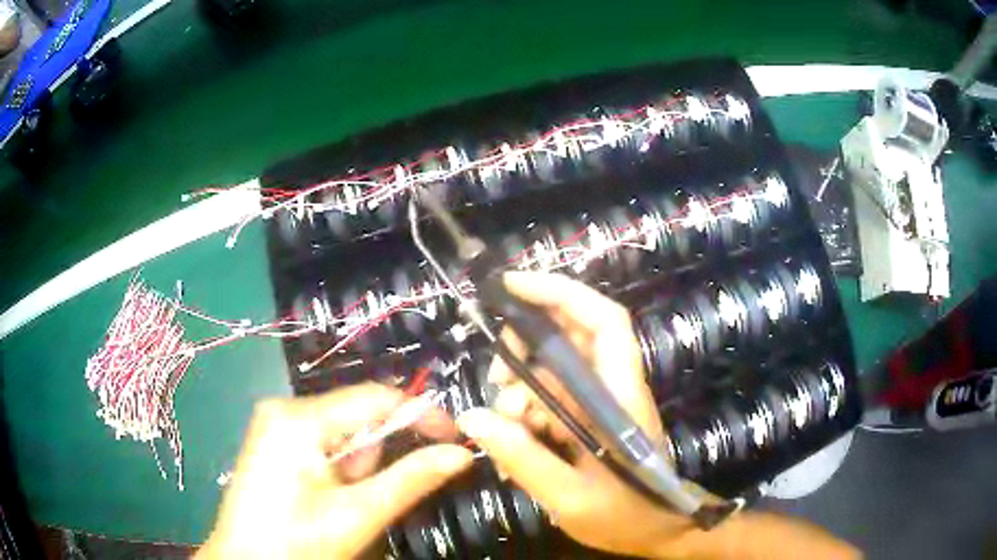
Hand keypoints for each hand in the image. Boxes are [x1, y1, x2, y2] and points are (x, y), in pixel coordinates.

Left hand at [198, 384, 472, 558]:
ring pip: (342, 433)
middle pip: (357, 417)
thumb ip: (411, 480)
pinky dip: (339, 468)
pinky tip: (326, 495)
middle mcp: (284, 408)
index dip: (421, 414)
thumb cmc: (294, 542)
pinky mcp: (274, 439)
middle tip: (369, 497)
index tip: (456, 438)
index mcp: (299, 418)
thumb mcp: (356, 515)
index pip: (376, 398)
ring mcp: (275, 423)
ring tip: (341, 502)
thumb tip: (460, 454)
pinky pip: (323, 442)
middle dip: (377, 455)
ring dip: (357, 467)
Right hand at [456, 272, 859, 559]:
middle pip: (570, 338)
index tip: (511, 286)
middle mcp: (611, 388)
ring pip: (551, 371)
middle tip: (497, 385)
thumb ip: (524, 458)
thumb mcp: (570, 498)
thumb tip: (473, 417)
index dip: (561, 293)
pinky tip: (514, 446)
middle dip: (524, 348)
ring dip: (519, 391)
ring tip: (504, 429)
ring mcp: (598, 404)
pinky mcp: (587, 420)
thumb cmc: (627, 515)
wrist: (659, 531)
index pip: (603, 321)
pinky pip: (549, 400)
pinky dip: (525, 414)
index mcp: (620, 396)